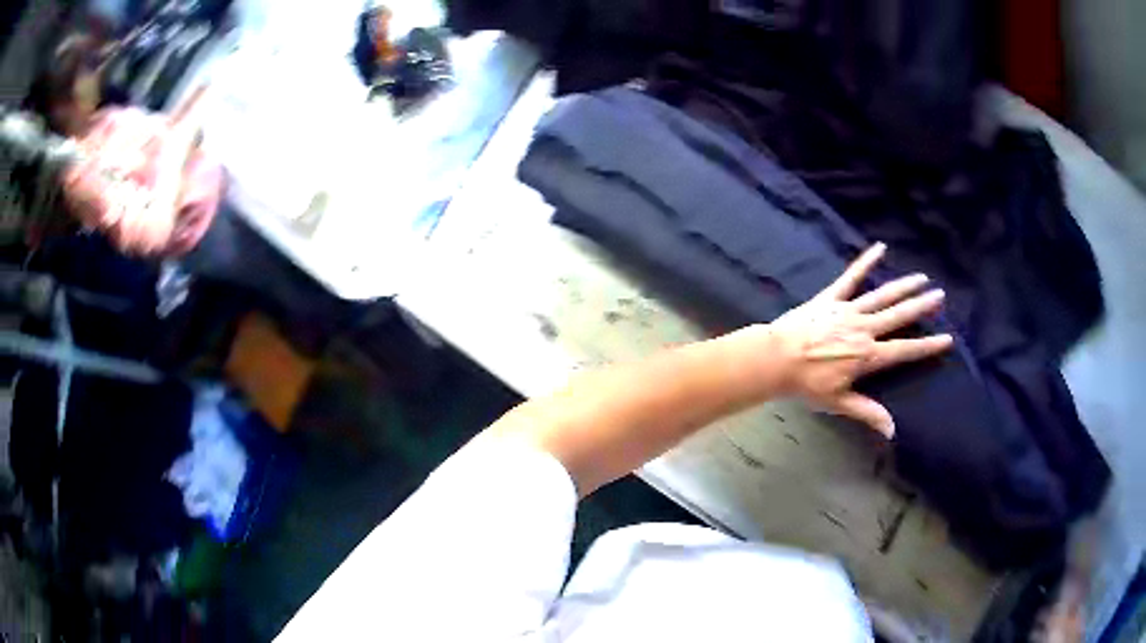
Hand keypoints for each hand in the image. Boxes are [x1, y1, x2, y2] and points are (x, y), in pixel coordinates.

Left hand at [763, 243, 952, 437]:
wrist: (775, 358)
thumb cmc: (807, 384)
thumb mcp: (838, 403)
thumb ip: (868, 412)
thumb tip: (893, 431)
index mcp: (868, 356)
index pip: (905, 350)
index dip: (927, 346)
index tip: (947, 338)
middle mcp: (864, 329)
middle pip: (899, 316)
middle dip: (921, 306)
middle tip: (940, 296)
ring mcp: (848, 310)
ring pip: (882, 295)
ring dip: (903, 285)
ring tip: (921, 277)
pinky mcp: (831, 297)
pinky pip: (851, 277)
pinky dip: (865, 262)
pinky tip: (879, 247)